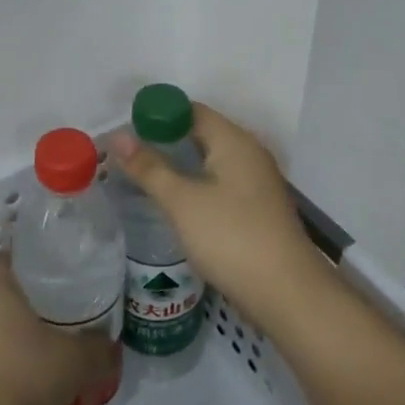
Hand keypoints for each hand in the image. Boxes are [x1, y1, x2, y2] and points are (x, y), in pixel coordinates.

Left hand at [0, 257, 118, 404]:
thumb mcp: (77, 361)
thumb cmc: (24, 377)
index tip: (48, 276)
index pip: (1, 256)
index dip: (23, 262)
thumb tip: (110, 342)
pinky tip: (10, 384)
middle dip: (15, 300)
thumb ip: (97, 347)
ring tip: (31, 351)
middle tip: (47, 314)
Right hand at [107, 103, 331, 328]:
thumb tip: (118, 136)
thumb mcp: (182, 201)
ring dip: (180, 165)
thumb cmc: (231, 237)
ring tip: (144, 176)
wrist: (287, 294)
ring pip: (210, 161)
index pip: (191, 111)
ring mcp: (256, 182)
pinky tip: (176, 203)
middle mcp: (249, 154)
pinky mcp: (257, 209)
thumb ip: (150, 168)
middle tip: (128, 154)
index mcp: (234, 141)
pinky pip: (220, 184)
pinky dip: (196, 185)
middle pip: (201, 133)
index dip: (157, 115)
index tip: (126, 130)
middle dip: (165, 140)